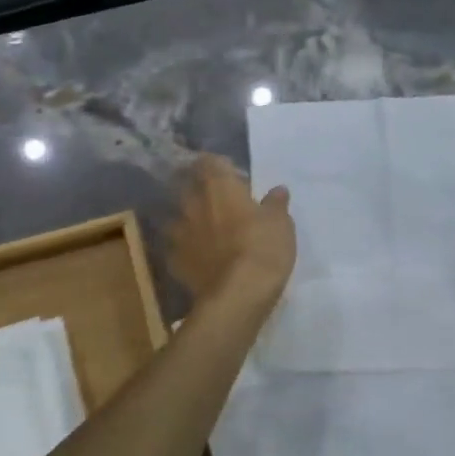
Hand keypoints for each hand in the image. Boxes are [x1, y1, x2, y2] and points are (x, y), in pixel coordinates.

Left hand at [165, 157, 295, 302]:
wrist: (237, 295)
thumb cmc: (263, 248)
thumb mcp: (281, 224)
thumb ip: (275, 204)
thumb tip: (277, 190)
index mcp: (218, 186)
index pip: (208, 161)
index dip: (217, 166)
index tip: (230, 175)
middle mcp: (192, 203)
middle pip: (189, 186)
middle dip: (201, 191)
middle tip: (220, 203)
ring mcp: (178, 232)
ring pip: (179, 218)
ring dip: (191, 221)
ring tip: (207, 233)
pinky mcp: (174, 260)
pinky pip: (177, 248)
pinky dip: (187, 250)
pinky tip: (200, 260)